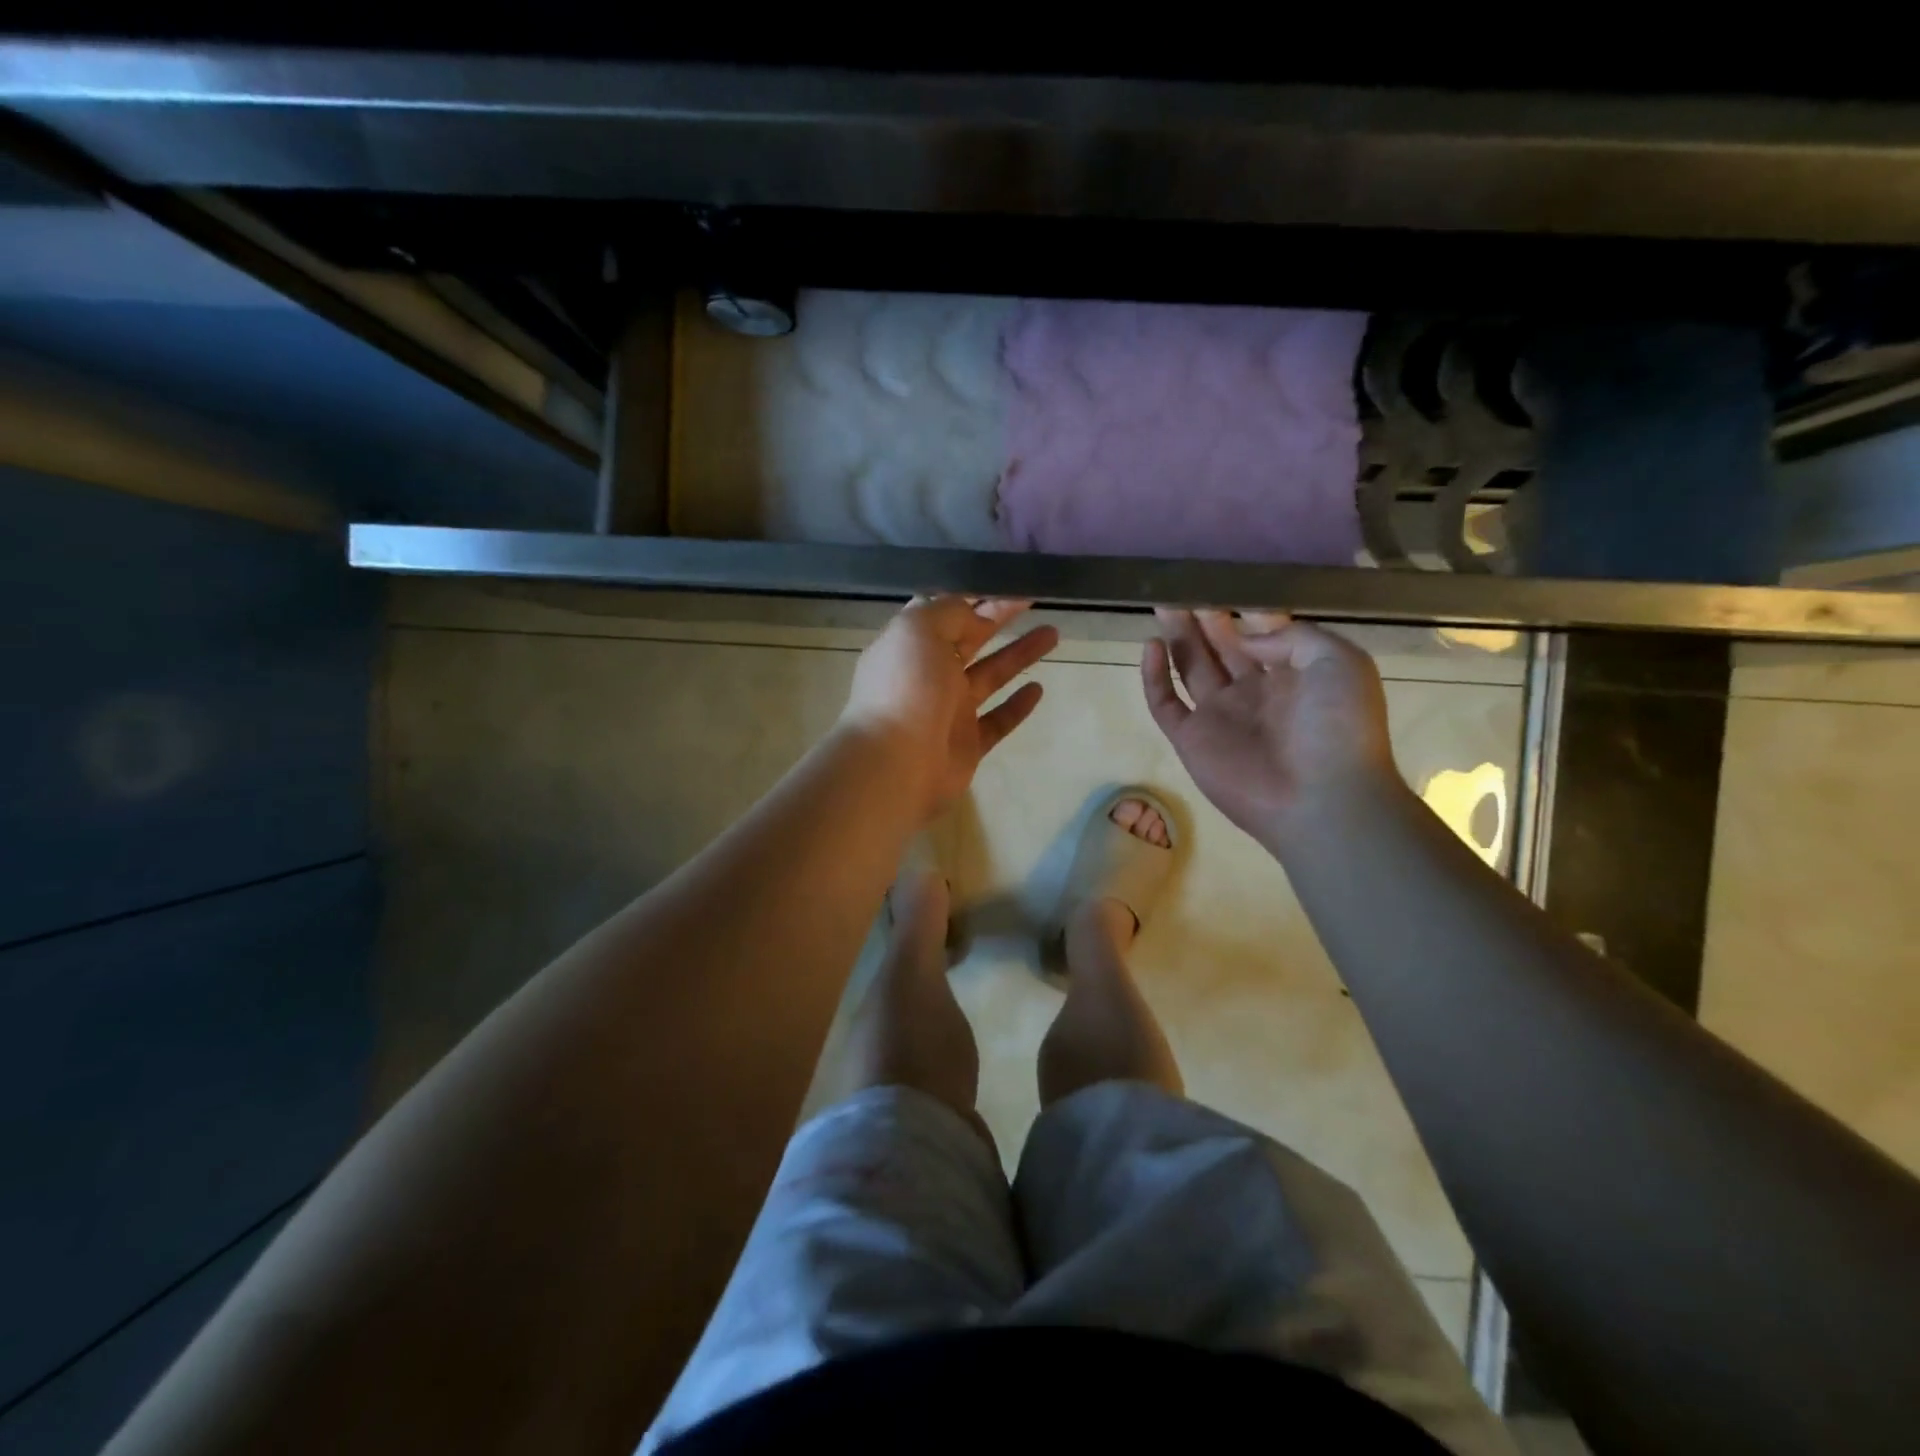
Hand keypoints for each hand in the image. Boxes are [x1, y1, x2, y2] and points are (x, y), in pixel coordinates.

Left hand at [842, 596, 1059, 820]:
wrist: (896, 763)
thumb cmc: (905, 687)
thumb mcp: (919, 629)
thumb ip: (950, 612)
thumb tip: (976, 615)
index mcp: (911, 644)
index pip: (944, 612)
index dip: (974, 594)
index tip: (1007, 580)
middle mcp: (929, 674)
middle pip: (971, 638)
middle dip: (1000, 616)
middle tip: (1034, 597)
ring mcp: (949, 710)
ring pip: (990, 675)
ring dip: (1019, 654)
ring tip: (1053, 633)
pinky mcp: (968, 743)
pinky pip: (998, 720)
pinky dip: (1017, 705)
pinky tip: (1039, 688)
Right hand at [1142, 609, 1396, 849]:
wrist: (1321, 798)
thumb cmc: (1338, 726)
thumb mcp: (1338, 661)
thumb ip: (1293, 636)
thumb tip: (1245, 635)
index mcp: (1293, 674)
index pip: (1261, 634)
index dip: (1242, 609)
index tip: (1222, 582)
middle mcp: (1253, 691)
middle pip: (1221, 646)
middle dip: (1204, 617)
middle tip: (1182, 586)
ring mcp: (1220, 716)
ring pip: (1191, 667)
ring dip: (1178, 636)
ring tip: (1162, 603)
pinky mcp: (1191, 739)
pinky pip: (1164, 703)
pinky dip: (1154, 677)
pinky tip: (1151, 646)